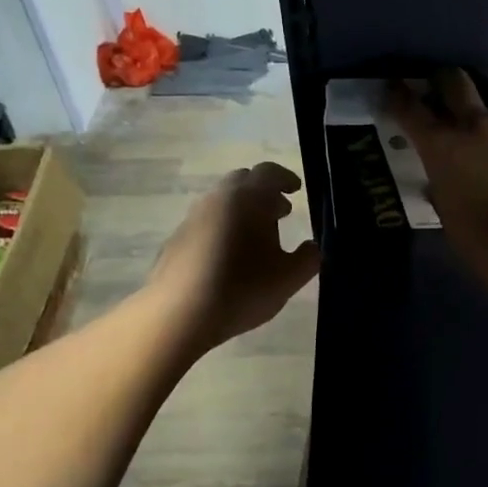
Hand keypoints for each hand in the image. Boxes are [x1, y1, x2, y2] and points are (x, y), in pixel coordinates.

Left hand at [149, 162, 320, 349]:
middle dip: (263, 192)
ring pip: (222, 202)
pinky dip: (222, 229)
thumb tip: (311, 247)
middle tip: (280, 213)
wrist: (179, 314)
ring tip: (255, 238)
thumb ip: (308, 258)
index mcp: (249, 198)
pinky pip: (205, 223)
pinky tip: (228, 257)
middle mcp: (218, 198)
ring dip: (241, 211)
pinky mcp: (175, 239)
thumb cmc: (243, 288)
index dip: (286, 178)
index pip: (269, 172)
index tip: (296, 190)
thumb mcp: (289, 278)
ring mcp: (192, 218)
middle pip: (242, 181)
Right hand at [391, 70, 487, 265]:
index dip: (398, 94)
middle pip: (453, 80)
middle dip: (442, 79)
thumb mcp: (444, 207)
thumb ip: (440, 181)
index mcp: (440, 145)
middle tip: (442, 87)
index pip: (410, 108)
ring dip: (480, 85)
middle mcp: (473, 122)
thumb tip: (441, 176)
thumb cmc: (478, 238)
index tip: (395, 87)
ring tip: (481, 92)